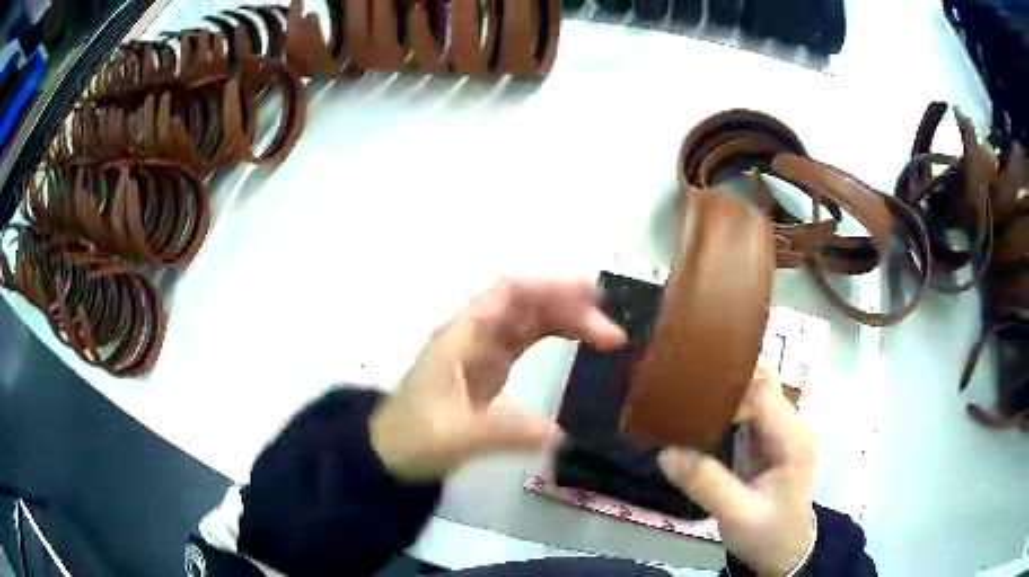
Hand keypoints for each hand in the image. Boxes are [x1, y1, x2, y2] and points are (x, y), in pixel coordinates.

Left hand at [371, 278, 626, 480]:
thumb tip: (561, 434)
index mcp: (461, 337)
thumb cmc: (413, 439)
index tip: (591, 297)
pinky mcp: (490, 367)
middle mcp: (474, 334)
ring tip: (608, 336)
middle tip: (612, 332)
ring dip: (568, 319)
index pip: (507, 295)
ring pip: (530, 319)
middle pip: (526, 303)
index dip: (549, 288)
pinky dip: (557, 335)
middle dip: (569, 307)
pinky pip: (528, 339)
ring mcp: (482, 349)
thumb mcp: (457, 438)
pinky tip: (581, 343)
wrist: (389, 452)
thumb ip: (505, 432)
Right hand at [658, 362, 816, 575]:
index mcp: (793, 439)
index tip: (690, 404)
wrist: (785, 551)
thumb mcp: (736, 514)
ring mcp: (781, 430)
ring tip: (688, 392)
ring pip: (756, 388)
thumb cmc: (767, 533)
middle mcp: (791, 425)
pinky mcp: (768, 438)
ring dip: (725, 387)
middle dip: (727, 375)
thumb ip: (705, 483)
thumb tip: (665, 451)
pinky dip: (725, 403)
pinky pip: (748, 407)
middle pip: (763, 380)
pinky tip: (700, 410)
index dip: (728, 394)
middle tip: (686, 382)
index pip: (763, 395)